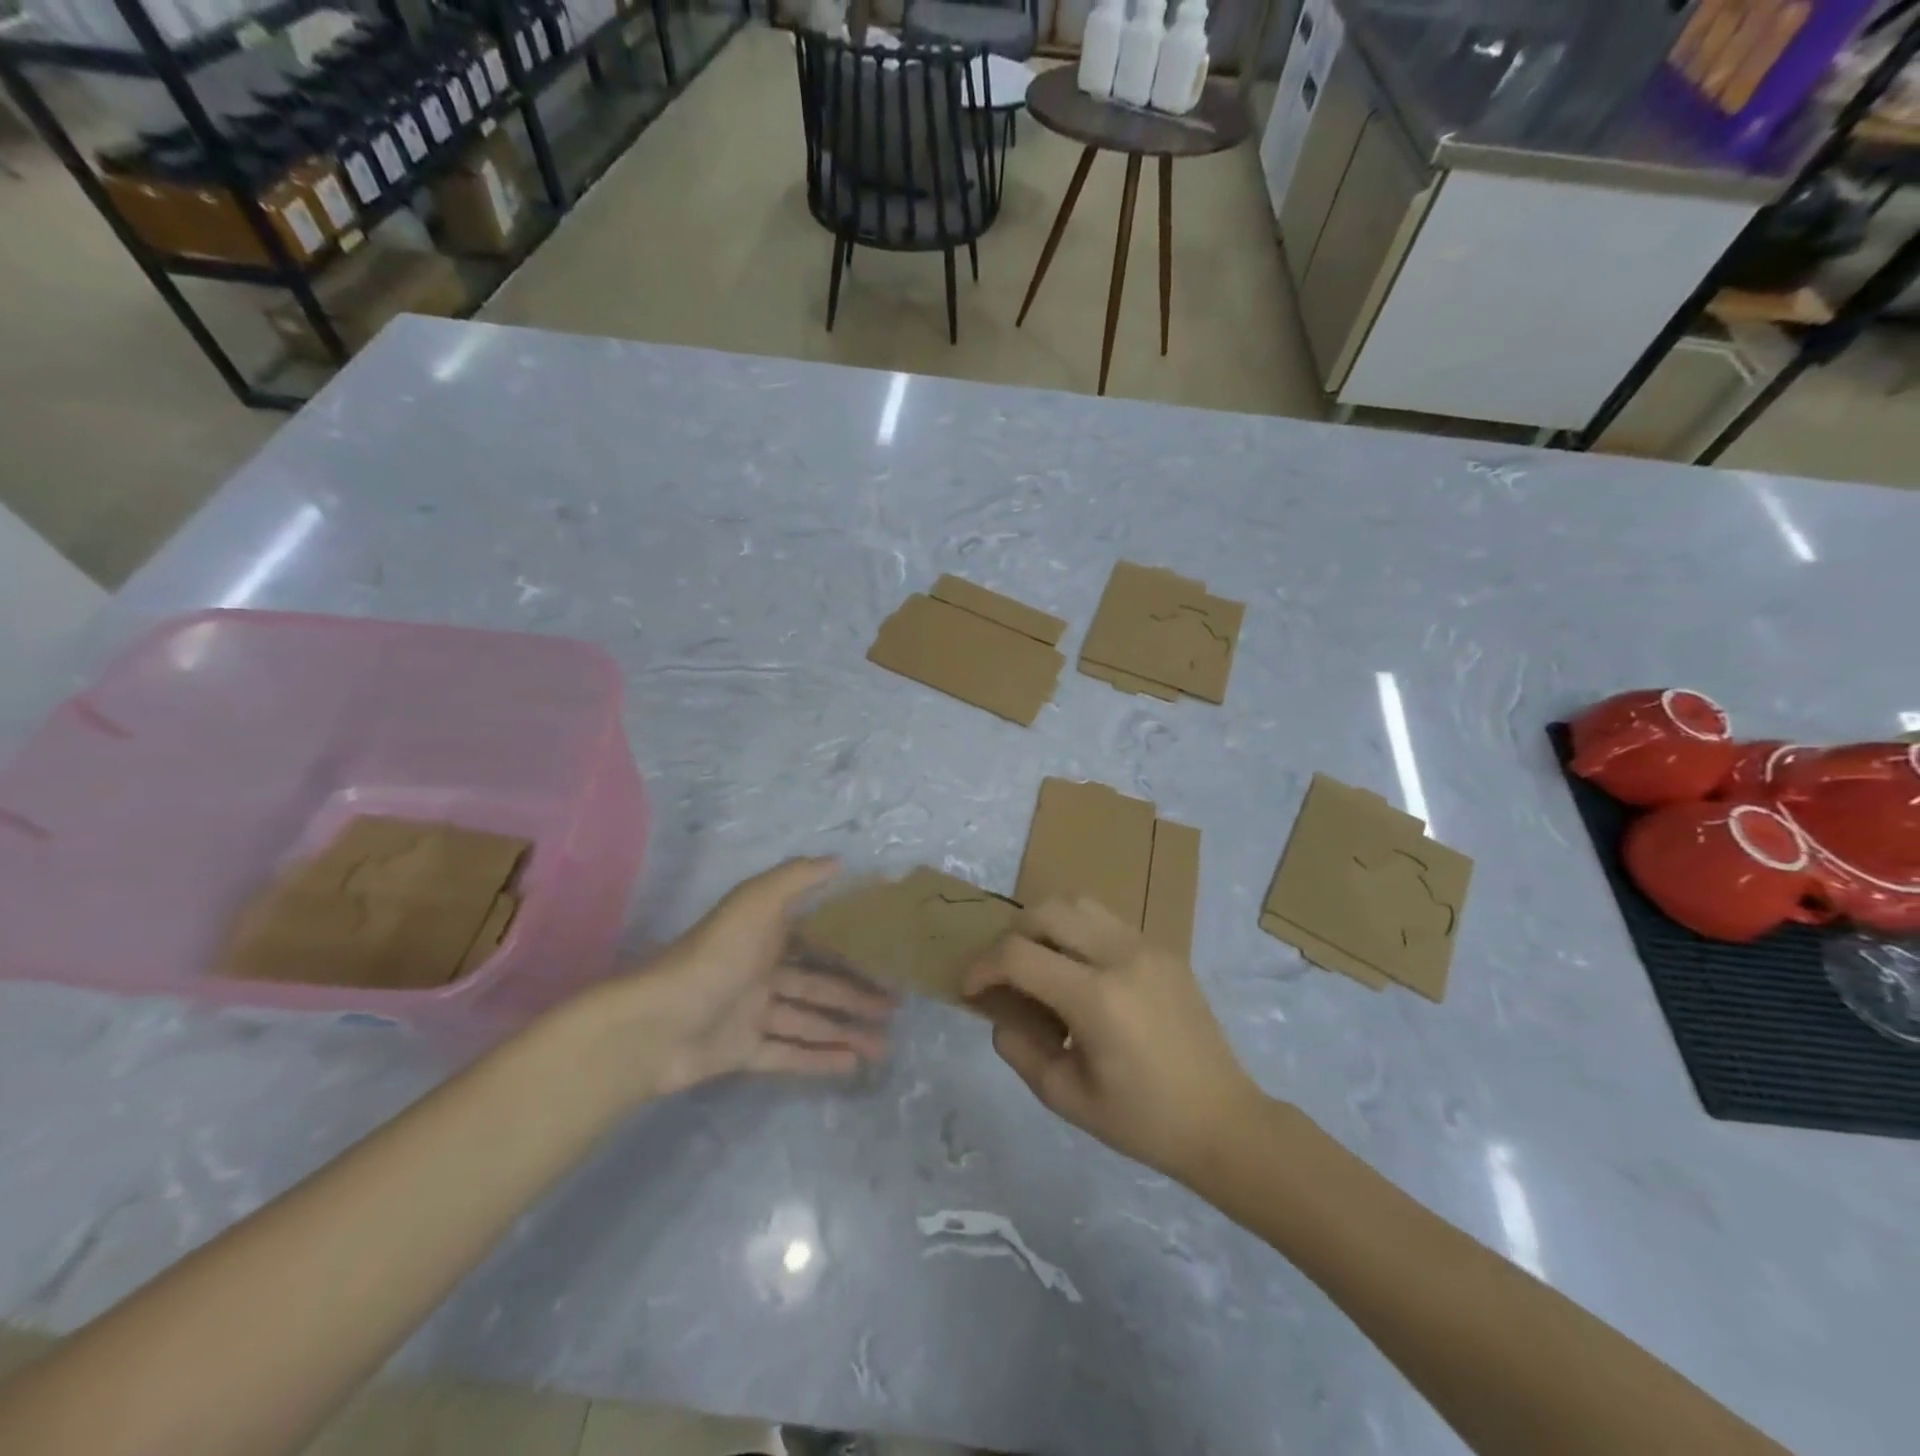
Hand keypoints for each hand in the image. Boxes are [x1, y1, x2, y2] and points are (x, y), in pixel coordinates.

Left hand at [568, 858, 893, 1106]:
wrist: (657, 1023)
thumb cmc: (715, 956)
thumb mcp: (757, 903)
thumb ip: (797, 878)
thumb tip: (839, 861)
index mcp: (765, 936)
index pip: (818, 940)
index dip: (851, 947)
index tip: (886, 955)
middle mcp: (762, 972)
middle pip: (819, 985)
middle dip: (857, 995)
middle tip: (895, 1007)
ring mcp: (752, 1014)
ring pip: (809, 1021)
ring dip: (845, 1031)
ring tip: (884, 1045)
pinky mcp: (742, 1051)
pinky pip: (788, 1054)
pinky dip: (818, 1059)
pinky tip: (851, 1064)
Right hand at [960, 898, 1261, 1180]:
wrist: (1223, 1121)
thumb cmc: (1142, 1121)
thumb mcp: (1066, 1097)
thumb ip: (1020, 1050)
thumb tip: (1001, 1015)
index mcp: (1096, 997)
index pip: (1019, 955)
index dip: (983, 967)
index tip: (969, 988)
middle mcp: (1121, 956)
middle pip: (1047, 911)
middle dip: (1012, 935)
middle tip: (1004, 972)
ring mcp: (1147, 946)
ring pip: (1079, 904)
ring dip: (1047, 925)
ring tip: (1040, 963)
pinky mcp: (1164, 950)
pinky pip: (1108, 921)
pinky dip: (1079, 932)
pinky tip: (1081, 972)